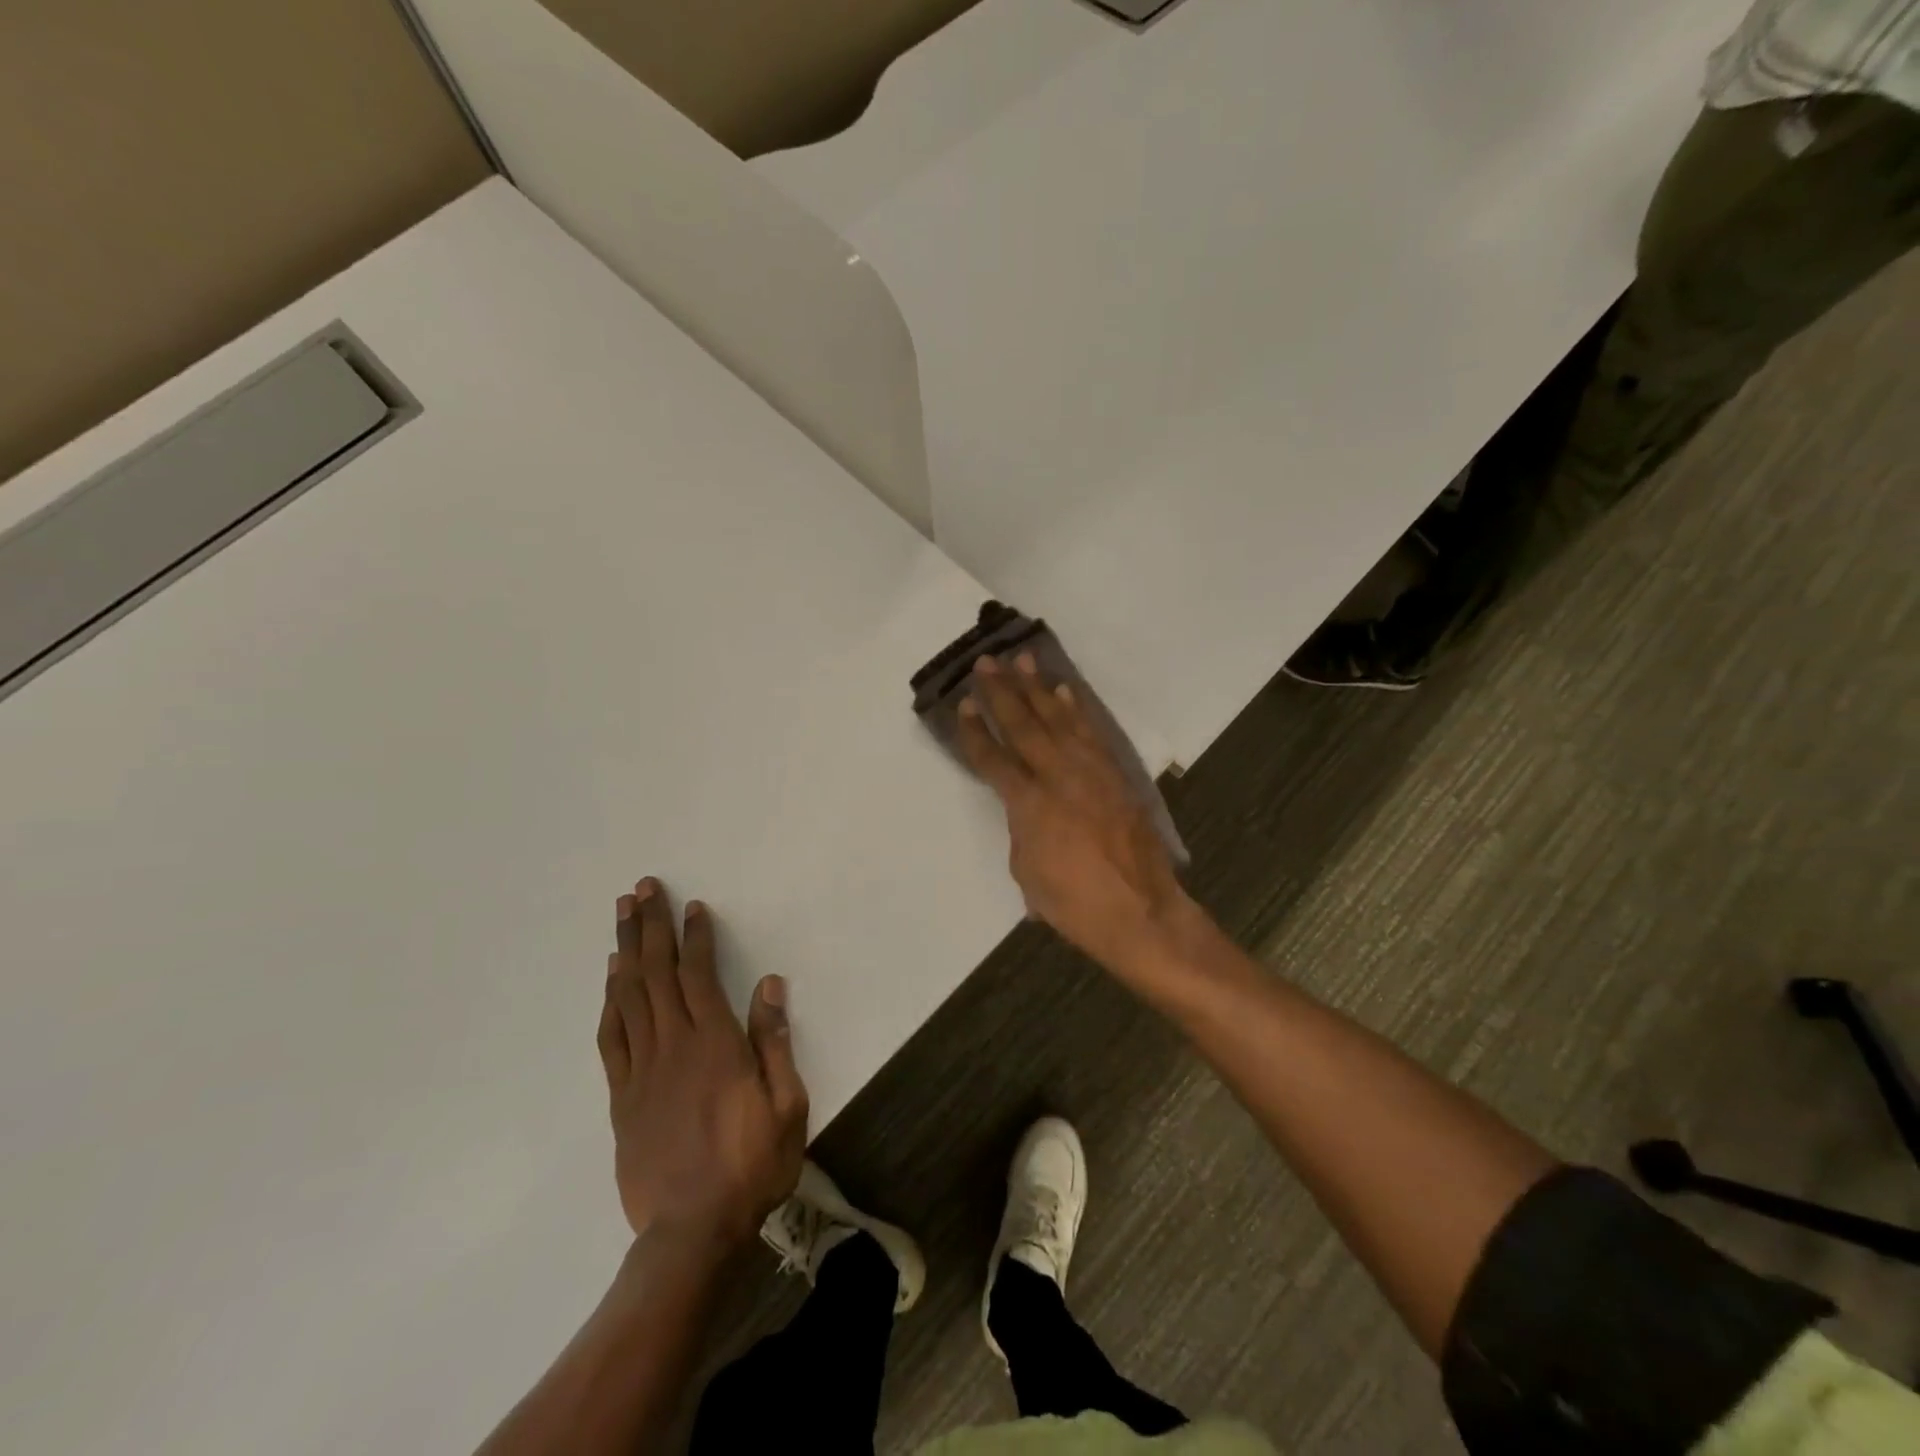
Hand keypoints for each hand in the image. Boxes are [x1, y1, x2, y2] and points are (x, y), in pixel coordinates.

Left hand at [598, 879, 808, 1248]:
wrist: (692, 1231)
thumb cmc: (751, 1164)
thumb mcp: (787, 1104)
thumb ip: (774, 1041)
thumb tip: (769, 984)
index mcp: (715, 1043)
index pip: (699, 975)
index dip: (695, 936)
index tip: (692, 906)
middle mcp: (674, 1045)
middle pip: (656, 973)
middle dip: (649, 927)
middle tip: (642, 889)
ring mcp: (642, 1070)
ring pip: (629, 996)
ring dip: (625, 950)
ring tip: (621, 915)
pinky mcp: (622, 1096)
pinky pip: (612, 1037)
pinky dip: (610, 1001)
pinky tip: (611, 980)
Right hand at [956, 653, 1194, 972]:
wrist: (1139, 911)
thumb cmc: (1074, 903)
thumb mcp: (1027, 871)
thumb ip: (1021, 828)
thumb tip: (1026, 808)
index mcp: (1028, 804)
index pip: (993, 757)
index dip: (975, 730)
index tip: (963, 703)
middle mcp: (1057, 776)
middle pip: (1024, 725)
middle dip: (1002, 692)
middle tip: (987, 662)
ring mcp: (1091, 771)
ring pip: (1059, 719)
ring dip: (1038, 688)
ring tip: (1023, 660)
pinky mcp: (1115, 774)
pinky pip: (1092, 732)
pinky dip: (1076, 709)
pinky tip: (1064, 692)